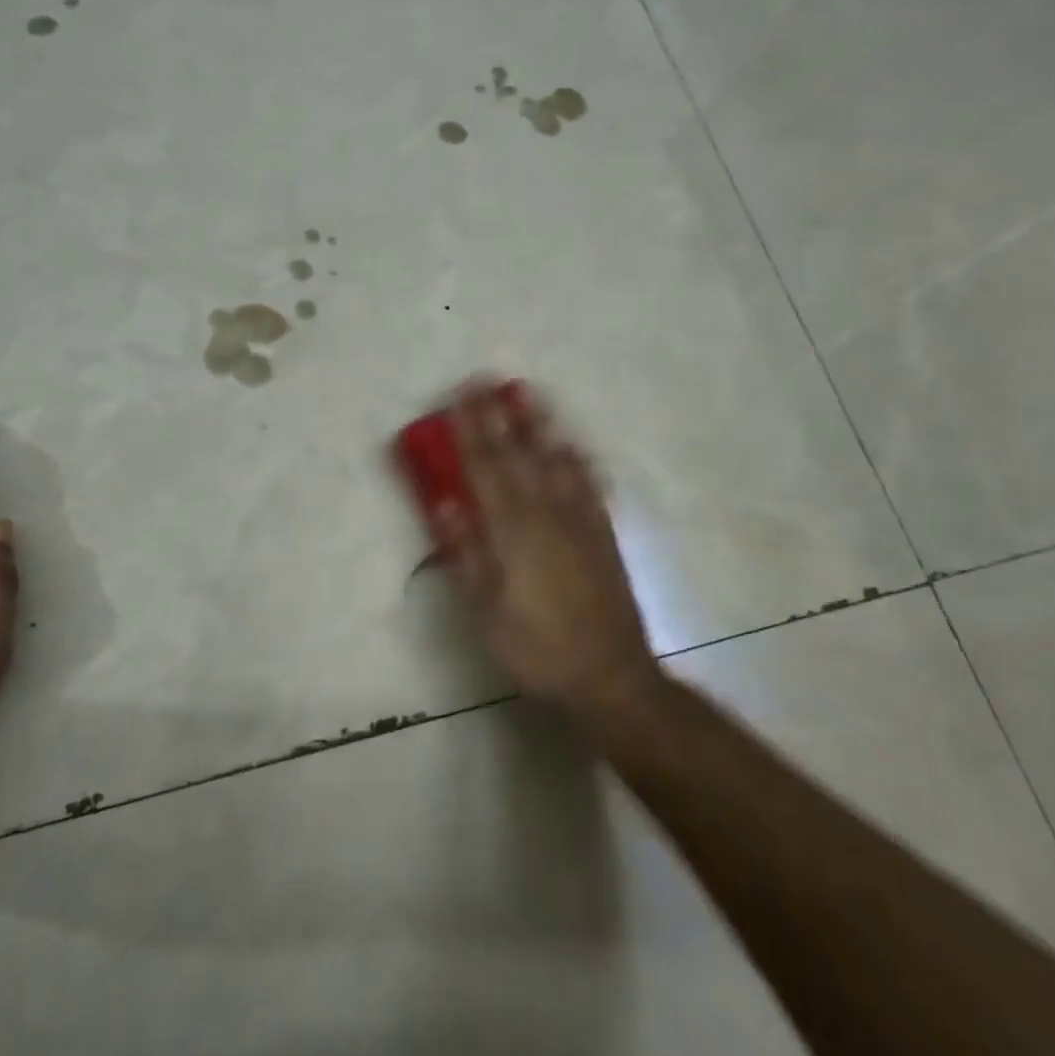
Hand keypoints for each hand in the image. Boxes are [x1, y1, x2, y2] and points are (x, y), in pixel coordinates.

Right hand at [434, 381, 660, 715]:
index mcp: (512, 532)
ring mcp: (578, 522)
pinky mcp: (601, 534)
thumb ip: (467, 552)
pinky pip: (588, 485)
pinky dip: (577, 460)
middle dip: (497, 416)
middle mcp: (545, 515)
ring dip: (538, 425)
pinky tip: (572, 444)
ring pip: (554, 461)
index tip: (459, 397)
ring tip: (527, 393)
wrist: (609, 676)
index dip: (470, 431)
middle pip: (517, 456)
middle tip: (485, 379)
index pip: (485, 469)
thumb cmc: (536, 647)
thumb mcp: (487, 610)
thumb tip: (445, 502)